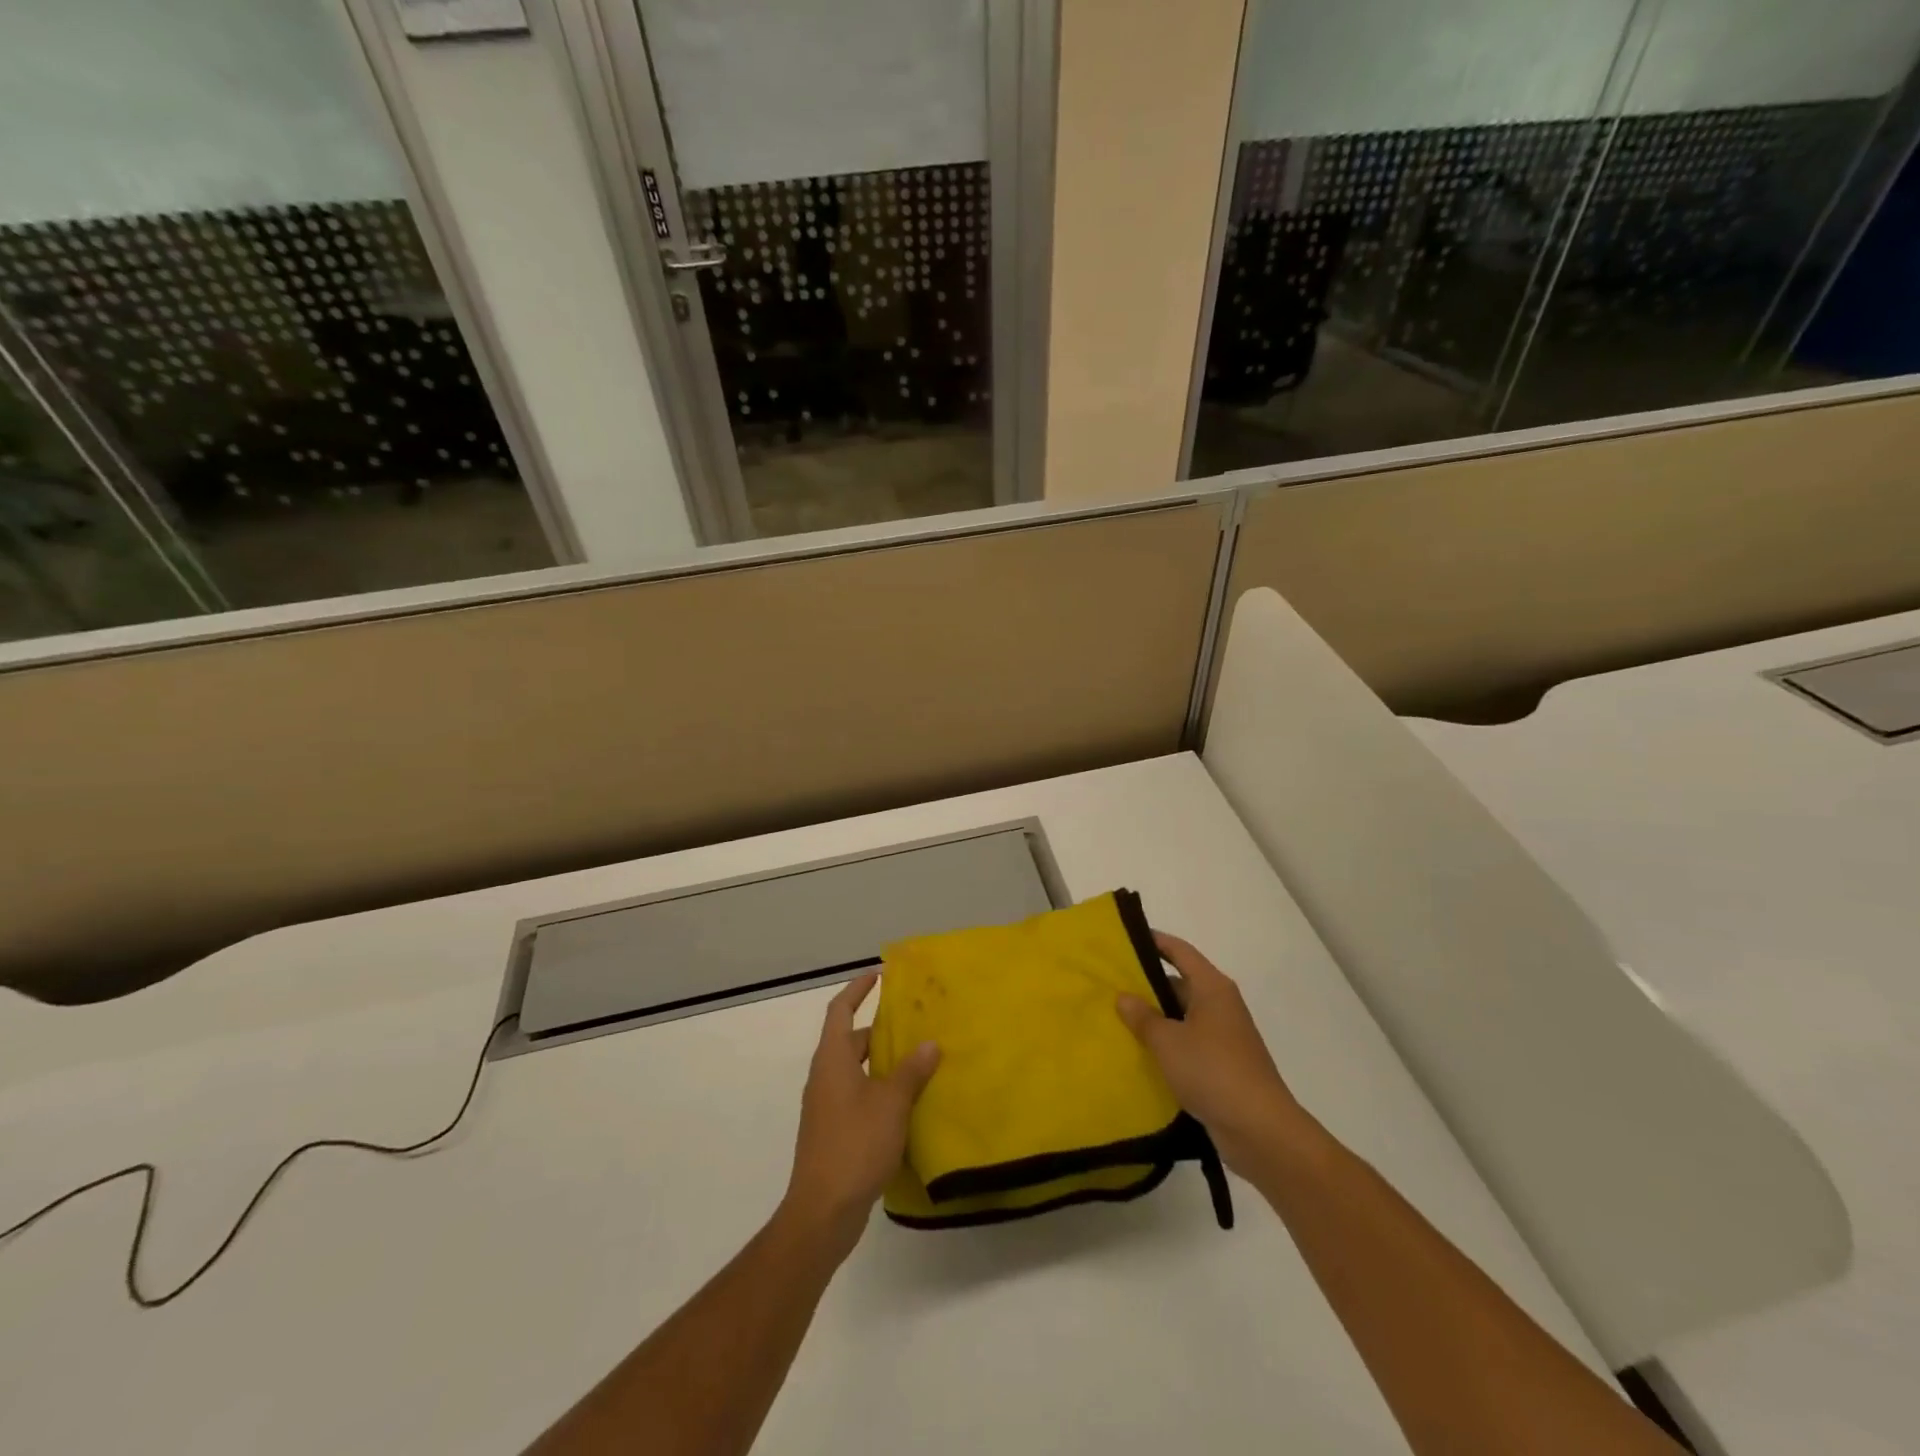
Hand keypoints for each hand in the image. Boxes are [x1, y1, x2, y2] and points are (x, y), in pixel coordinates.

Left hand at [781, 973, 940, 1257]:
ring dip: (881, 1061)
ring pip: (855, 1070)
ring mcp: (826, 1106)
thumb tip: (929, 1043)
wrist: (823, 1211)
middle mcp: (825, 1077)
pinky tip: (905, 1102)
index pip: (840, 1011)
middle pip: (849, 1040)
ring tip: (916, 1059)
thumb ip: (911, 1071)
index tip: (877, 975)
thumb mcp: (891, 1103)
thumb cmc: (855, 1145)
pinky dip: (879, 1088)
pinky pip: (857, 1095)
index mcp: (832, 1060)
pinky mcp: (833, 1131)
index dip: (857, 990)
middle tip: (911, 1021)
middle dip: (877, 1028)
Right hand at [1116, 932, 1313, 1176]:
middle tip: (1109, 986)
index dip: (1154, 941)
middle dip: (1146, 985)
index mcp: (1212, 988)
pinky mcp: (1222, 1065)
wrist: (1260, 1130)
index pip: (1180, 951)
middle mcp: (1220, 1005)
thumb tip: (1124, 996)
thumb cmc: (1213, 1071)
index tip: (1124, 939)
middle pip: (1179, 983)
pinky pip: (1187, 1044)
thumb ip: (1142, 1017)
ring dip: (1154, 1019)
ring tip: (1116, 1020)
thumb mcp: (1168, 1041)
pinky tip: (1139, 1055)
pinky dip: (1166, 1045)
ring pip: (1181, 1017)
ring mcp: (1223, 1036)